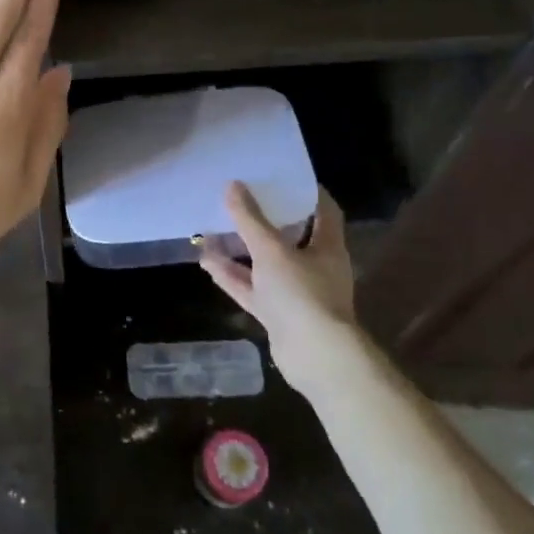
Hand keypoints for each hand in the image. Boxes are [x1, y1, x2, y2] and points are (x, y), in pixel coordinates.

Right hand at [201, 183, 363, 393]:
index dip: (306, 192)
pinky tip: (207, 261)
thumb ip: (250, 219)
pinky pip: (252, 288)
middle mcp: (314, 267)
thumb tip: (232, 185)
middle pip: (290, 237)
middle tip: (241, 198)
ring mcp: (295, 293)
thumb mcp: (271, 250)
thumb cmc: (301, 293)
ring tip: (215, 228)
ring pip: (265, 264)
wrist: (315, 356)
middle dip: (265, 220)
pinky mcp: (277, 314)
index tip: (283, 176)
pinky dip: (232, 275)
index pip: (323, 211)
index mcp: (326, 247)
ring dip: (242, 249)